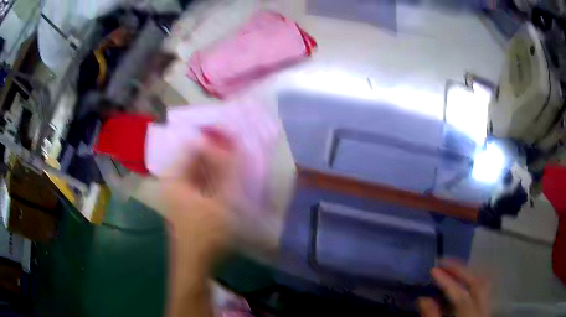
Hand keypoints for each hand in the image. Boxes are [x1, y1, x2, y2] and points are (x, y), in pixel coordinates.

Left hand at [161, 134, 236, 316]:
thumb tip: (234, 145)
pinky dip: (216, 177)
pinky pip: (203, 181)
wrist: (196, 262)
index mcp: (175, 176)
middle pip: (197, 157)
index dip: (214, 140)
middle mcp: (175, 180)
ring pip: (201, 169)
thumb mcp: (220, 201)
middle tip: (239, 149)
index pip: (194, 146)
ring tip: (238, 161)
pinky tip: (230, 178)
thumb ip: (228, 172)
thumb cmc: (205, 233)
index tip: (235, 138)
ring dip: (218, 165)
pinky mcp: (189, 200)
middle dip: (218, 153)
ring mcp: (181, 191)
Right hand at [418, 260, 489, 316]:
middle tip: (444, 262)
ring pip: (484, 283)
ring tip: (452, 267)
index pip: (461, 296)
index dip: (448, 281)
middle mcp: (482, 310)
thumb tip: (423, 298)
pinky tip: (463, 279)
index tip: (434, 269)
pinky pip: (483, 288)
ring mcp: (487, 308)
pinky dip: (473, 280)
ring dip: (468, 272)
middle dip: (462, 270)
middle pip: (478, 283)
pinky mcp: (486, 308)